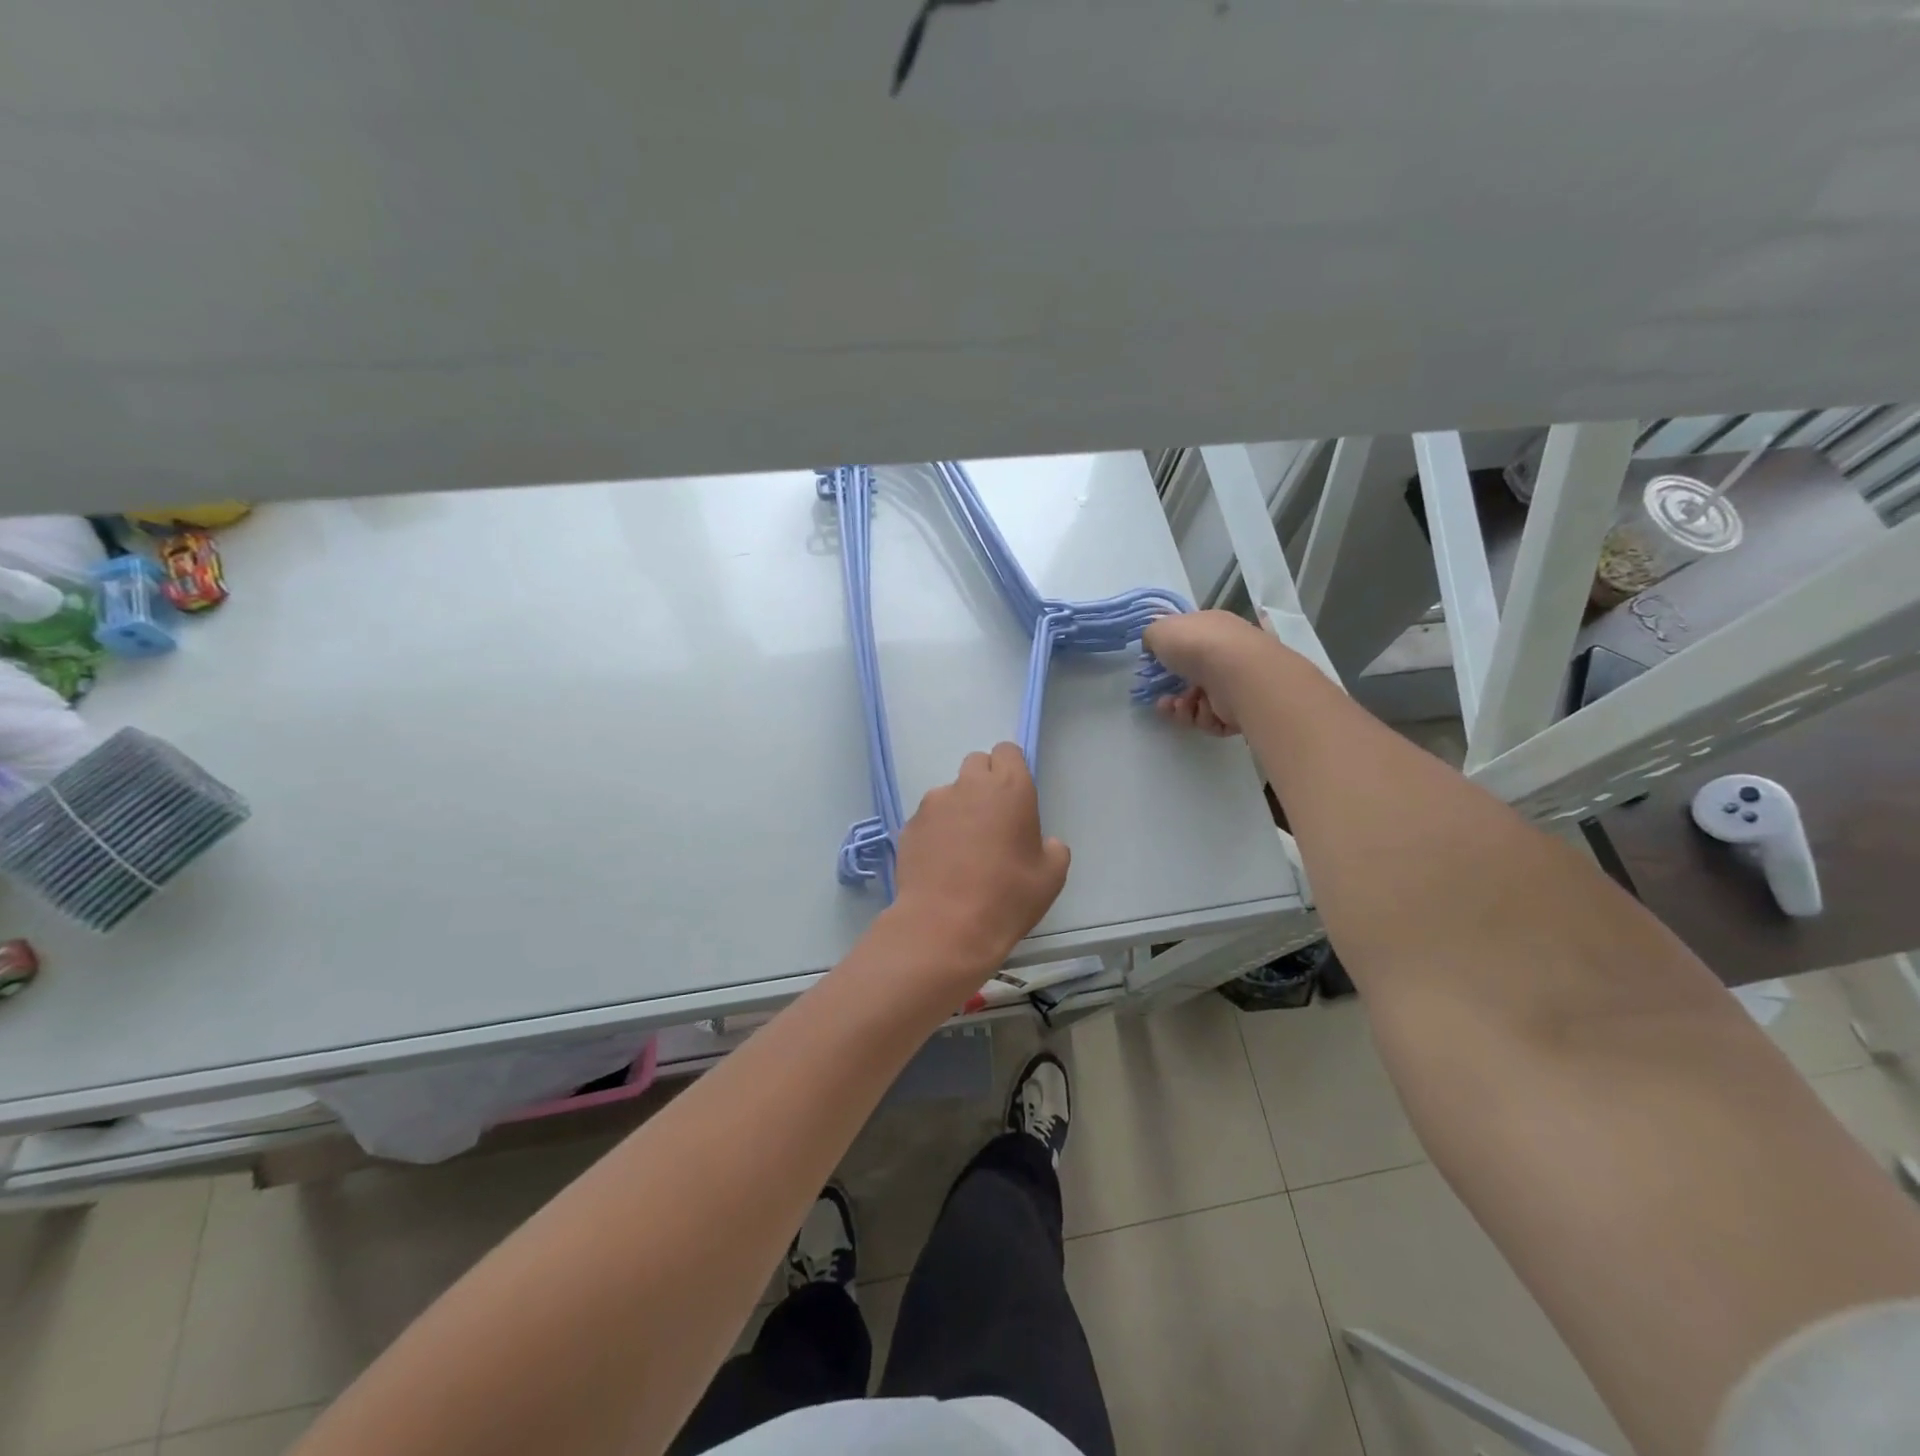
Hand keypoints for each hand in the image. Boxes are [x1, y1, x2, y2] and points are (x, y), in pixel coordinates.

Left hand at [891, 742, 1070, 975]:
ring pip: (949, 793)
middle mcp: (968, 785)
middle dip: (984, 783)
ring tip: (962, 850)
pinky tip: (940, 864)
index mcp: (1009, 788)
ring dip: (958, 809)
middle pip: (976, 764)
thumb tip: (1045, 843)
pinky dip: (936, 832)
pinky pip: (928, 820)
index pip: (1007, 752)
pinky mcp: (909, 826)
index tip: (1014, 796)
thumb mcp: (1051, 877)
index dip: (1011, 769)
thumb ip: (1053, 848)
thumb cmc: (1007, 897)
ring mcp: (933, 804)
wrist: (945, 925)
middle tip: (991, 820)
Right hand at [1143, 610, 1273, 736]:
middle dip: (1172, 690)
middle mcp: (1227, 653)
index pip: (1190, 641)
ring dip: (1182, 707)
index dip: (1170, 656)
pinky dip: (1202, 717)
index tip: (1155, 669)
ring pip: (1198, 701)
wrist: (1235, 673)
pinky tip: (1200, 710)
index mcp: (1212, 628)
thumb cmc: (1196, 644)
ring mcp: (1235, 682)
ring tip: (1180, 705)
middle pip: (1191, 676)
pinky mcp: (1241, 709)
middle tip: (1163, 697)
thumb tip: (1154, 647)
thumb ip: (1151, 637)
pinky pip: (1212, 718)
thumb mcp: (1160, 630)